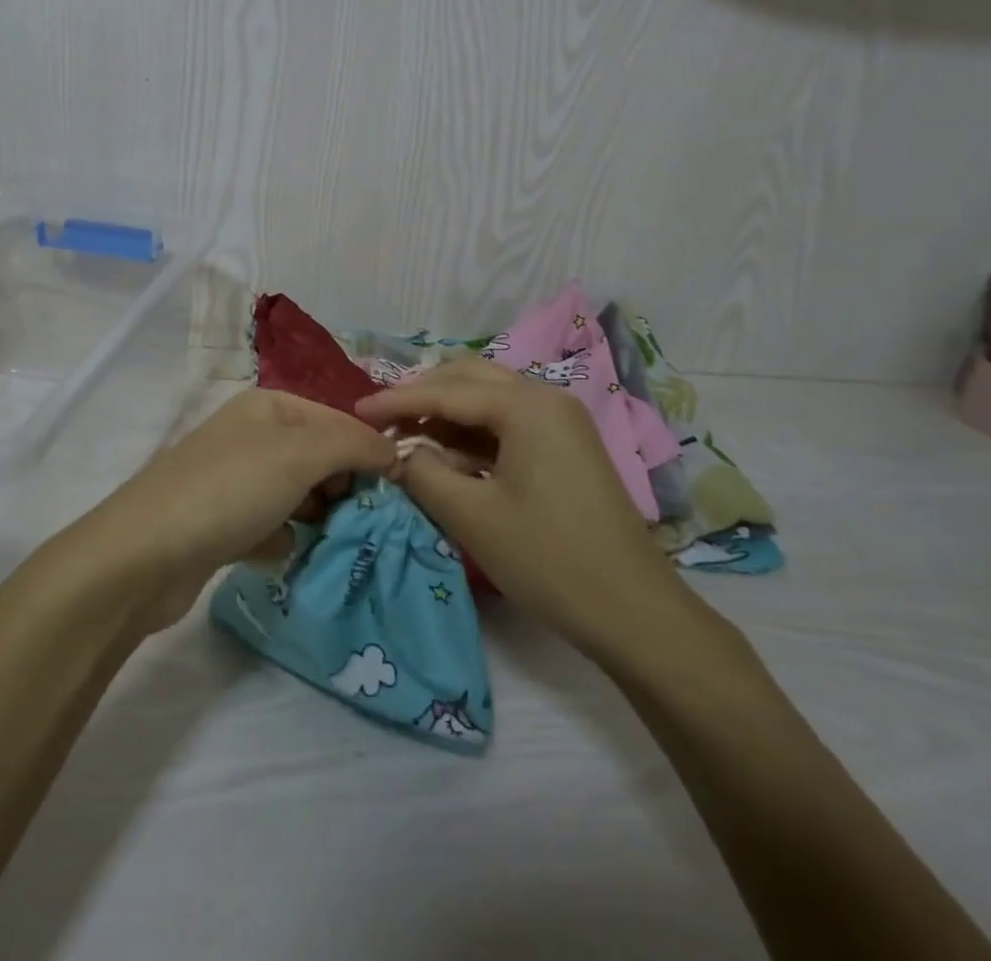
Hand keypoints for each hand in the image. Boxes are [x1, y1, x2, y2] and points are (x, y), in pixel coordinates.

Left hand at [76, 389, 396, 629]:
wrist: (143, 556)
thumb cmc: (229, 491)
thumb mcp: (300, 454)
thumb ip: (354, 445)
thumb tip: (396, 452)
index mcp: (269, 407)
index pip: (339, 420)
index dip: (369, 451)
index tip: (398, 492)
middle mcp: (252, 436)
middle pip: (320, 457)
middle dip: (343, 487)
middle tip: (360, 520)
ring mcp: (234, 480)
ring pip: (298, 495)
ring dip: (317, 518)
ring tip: (330, 540)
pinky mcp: (221, 524)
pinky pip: (271, 527)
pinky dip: (282, 541)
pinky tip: (281, 556)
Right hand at [356, 361, 698, 657]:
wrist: (634, 611)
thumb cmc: (549, 559)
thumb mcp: (472, 517)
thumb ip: (424, 474)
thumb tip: (398, 454)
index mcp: (526, 405)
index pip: (446, 390)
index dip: (396, 401)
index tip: (356, 412)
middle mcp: (545, 398)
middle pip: (469, 379)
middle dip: (422, 396)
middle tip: (382, 422)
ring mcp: (560, 422)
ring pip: (489, 400)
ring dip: (446, 414)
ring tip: (407, 439)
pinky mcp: (565, 447)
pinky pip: (508, 424)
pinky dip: (472, 435)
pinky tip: (447, 457)